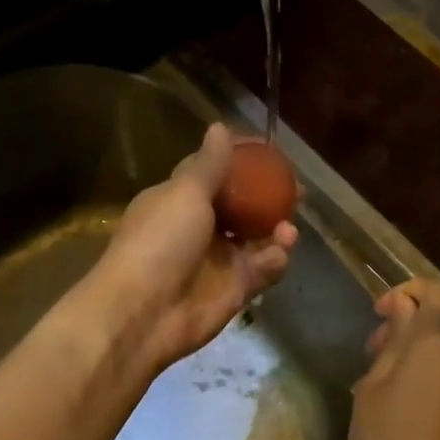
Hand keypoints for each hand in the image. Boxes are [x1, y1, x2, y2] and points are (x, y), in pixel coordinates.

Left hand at [82, 123, 297, 374]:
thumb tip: (219, 126)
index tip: (270, 150)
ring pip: (256, 239)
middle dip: (268, 196)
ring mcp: (218, 261)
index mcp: (179, 200)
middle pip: (241, 206)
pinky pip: (263, 270)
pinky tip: (282, 250)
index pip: (214, 172)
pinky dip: (275, 259)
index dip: (241, 160)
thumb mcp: (185, 193)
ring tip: (289, 226)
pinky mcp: (234, 290)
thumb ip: (209, 164)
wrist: (144, 312)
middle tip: (295, 189)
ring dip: (276, 229)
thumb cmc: (159, 242)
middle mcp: (199, 228)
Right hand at [349, 278, 439, 439]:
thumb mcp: (374, 387)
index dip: (408, 292)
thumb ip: (393, 340)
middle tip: (372, 353)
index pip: (439, 292)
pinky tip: (406, 407)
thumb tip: (403, 308)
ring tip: (384, 385)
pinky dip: (435, 376)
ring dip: (421, 354)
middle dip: (410, 327)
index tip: (380, 313)